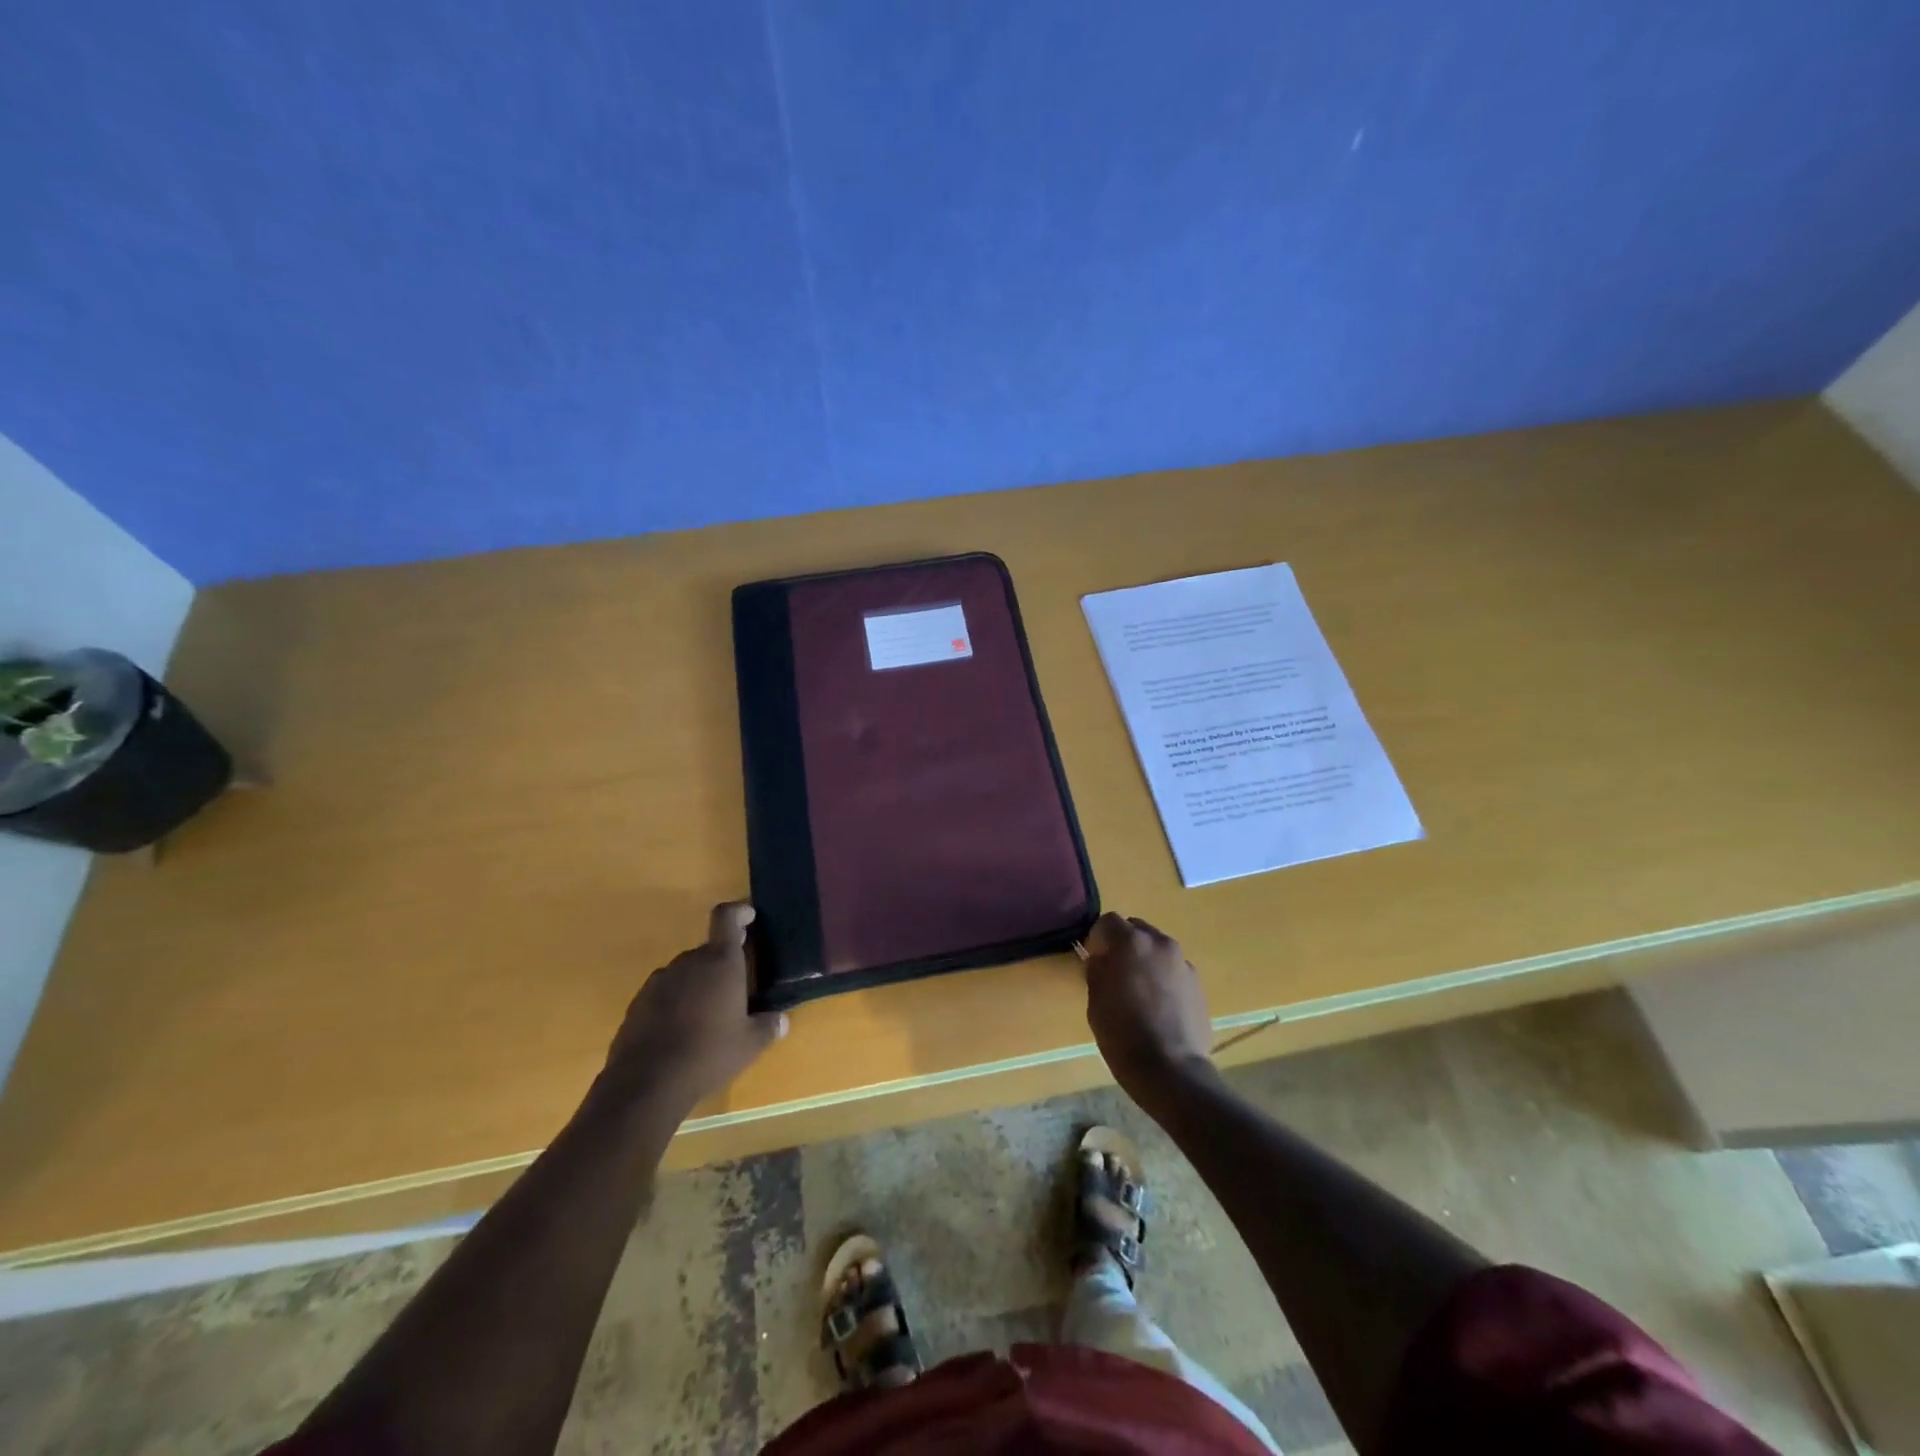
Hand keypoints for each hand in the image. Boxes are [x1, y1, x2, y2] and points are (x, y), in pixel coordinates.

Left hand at [602, 902, 787, 1108]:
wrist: (645, 1084)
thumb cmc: (708, 1055)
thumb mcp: (749, 1045)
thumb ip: (767, 1027)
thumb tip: (781, 1020)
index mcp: (721, 962)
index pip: (727, 918)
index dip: (739, 912)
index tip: (749, 916)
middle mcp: (689, 962)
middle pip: (708, 951)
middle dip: (722, 964)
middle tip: (735, 991)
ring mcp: (659, 981)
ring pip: (686, 972)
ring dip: (698, 985)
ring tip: (707, 1016)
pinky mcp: (638, 1003)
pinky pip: (665, 993)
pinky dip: (675, 1003)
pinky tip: (680, 1032)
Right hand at [1082, 912, 1213, 1107]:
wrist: (1171, 1070)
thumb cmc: (1123, 1035)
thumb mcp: (1096, 1002)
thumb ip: (1097, 971)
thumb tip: (1100, 959)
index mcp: (1131, 942)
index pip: (1108, 921)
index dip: (1097, 938)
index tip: (1093, 959)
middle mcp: (1160, 944)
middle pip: (1137, 929)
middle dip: (1124, 944)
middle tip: (1114, 971)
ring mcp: (1183, 963)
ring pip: (1157, 949)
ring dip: (1145, 960)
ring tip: (1139, 990)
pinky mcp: (1197, 984)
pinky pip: (1173, 970)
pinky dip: (1163, 978)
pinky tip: (1158, 1005)